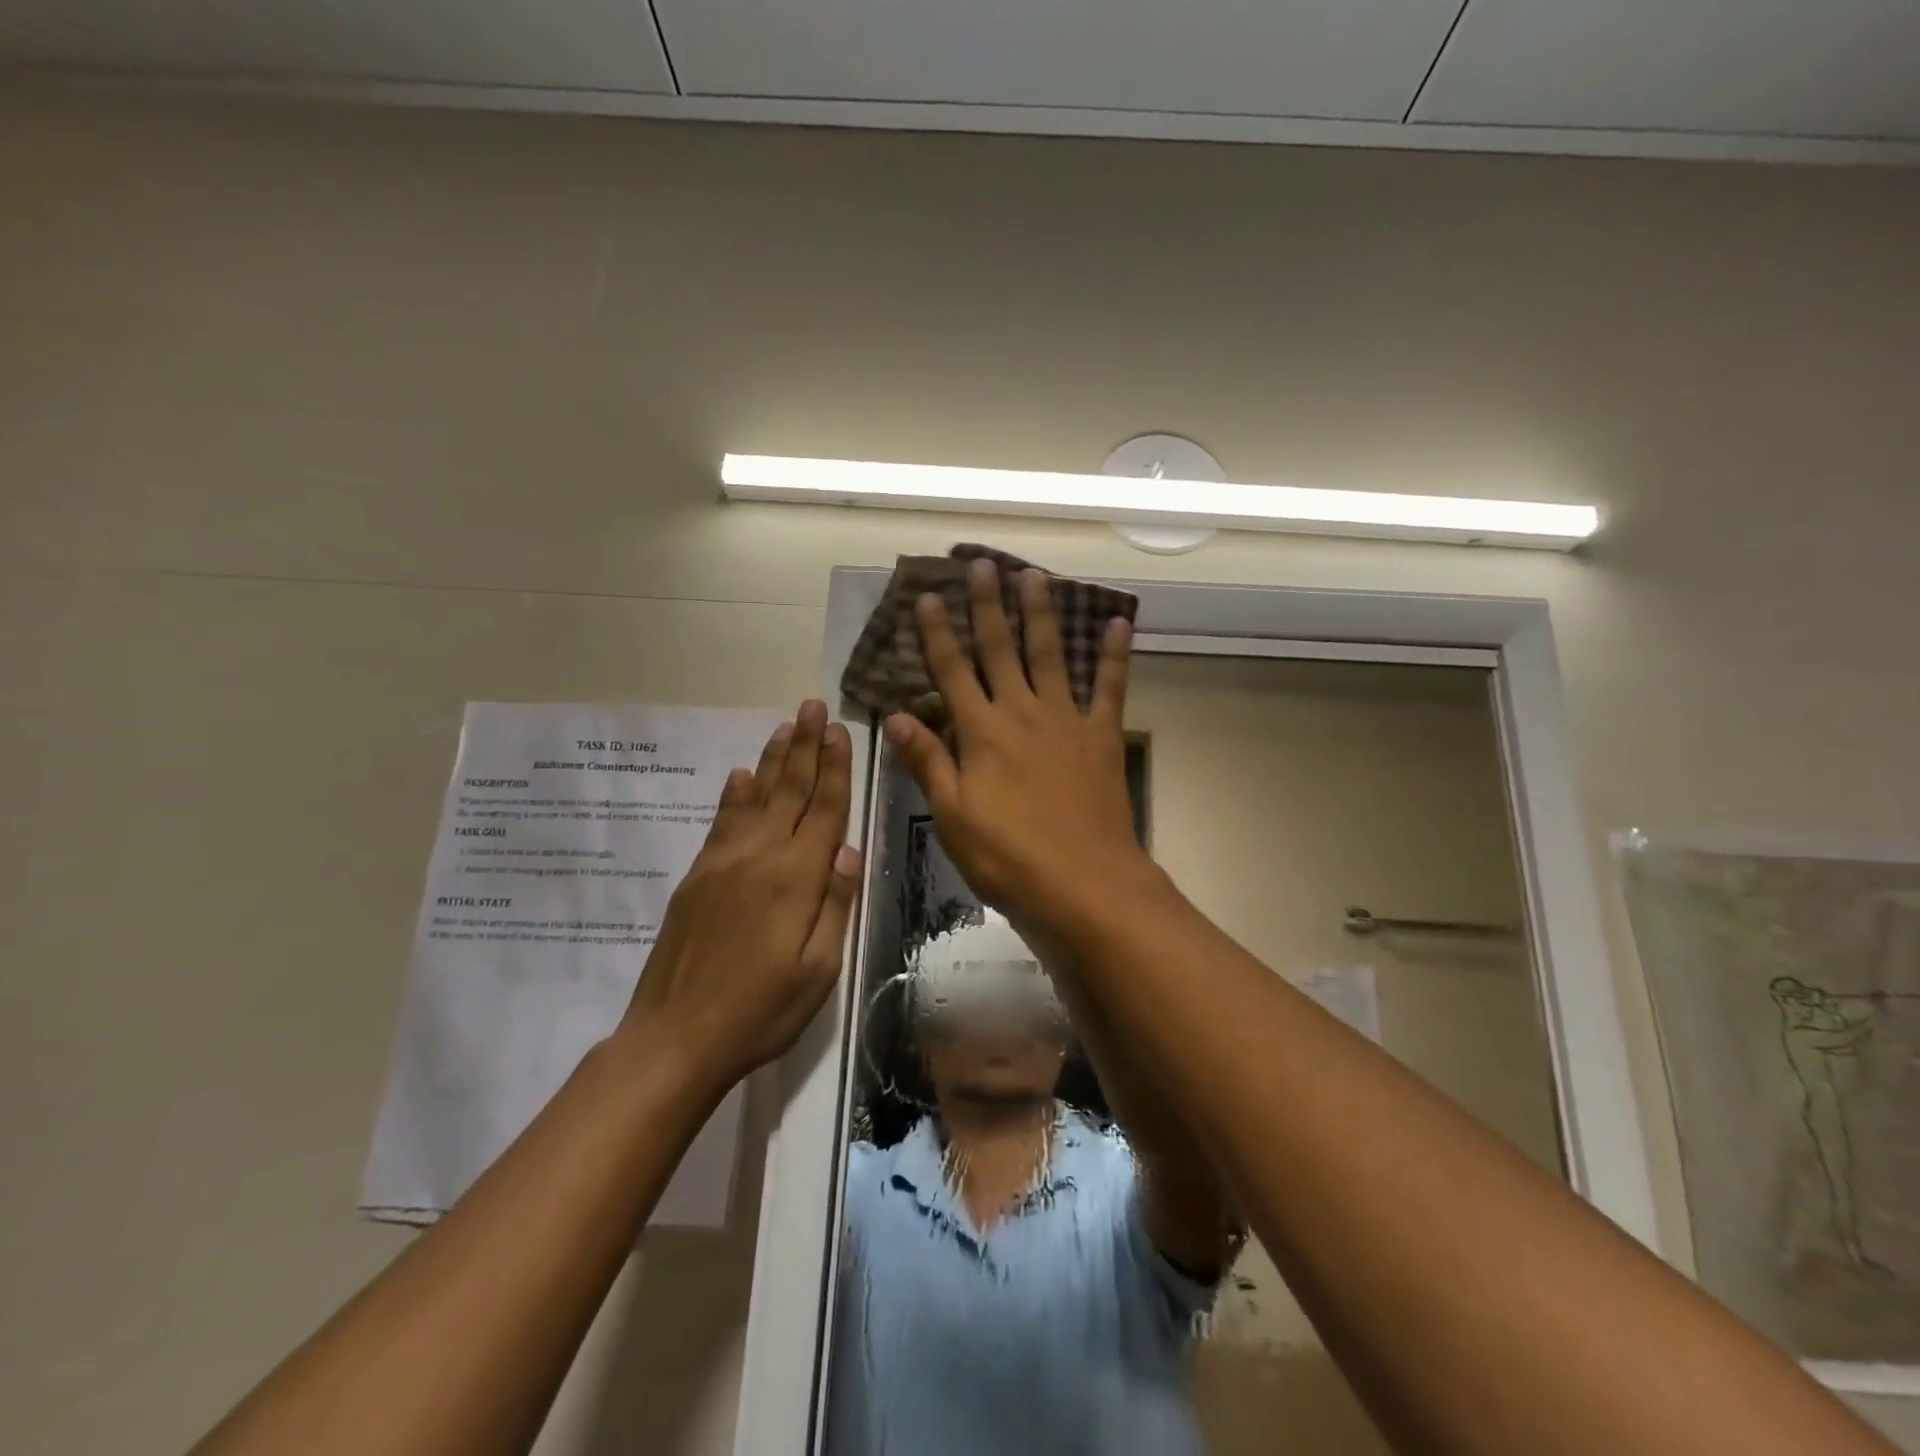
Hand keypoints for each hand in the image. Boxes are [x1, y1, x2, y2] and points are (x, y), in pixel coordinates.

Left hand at [617, 700, 861, 1087]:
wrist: (675, 1037)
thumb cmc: (760, 1011)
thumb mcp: (818, 971)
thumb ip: (834, 905)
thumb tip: (847, 849)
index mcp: (796, 879)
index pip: (823, 810)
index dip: (834, 768)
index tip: (839, 730)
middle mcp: (760, 857)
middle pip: (790, 791)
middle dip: (805, 746)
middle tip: (813, 706)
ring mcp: (723, 863)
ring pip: (756, 797)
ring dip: (773, 759)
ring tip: (785, 726)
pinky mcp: (698, 876)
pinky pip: (721, 822)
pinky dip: (734, 793)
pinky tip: (741, 773)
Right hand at [886, 560, 1157, 938]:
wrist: (1084, 884)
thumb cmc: (1008, 857)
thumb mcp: (953, 815)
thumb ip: (927, 761)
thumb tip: (896, 715)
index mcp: (982, 733)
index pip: (952, 672)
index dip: (937, 634)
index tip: (928, 597)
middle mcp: (1022, 713)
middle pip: (1001, 650)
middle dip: (989, 607)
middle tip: (983, 565)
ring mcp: (1066, 721)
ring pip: (1050, 656)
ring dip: (1041, 614)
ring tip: (1035, 575)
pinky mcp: (1102, 737)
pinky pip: (1111, 688)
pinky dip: (1114, 655)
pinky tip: (1117, 622)